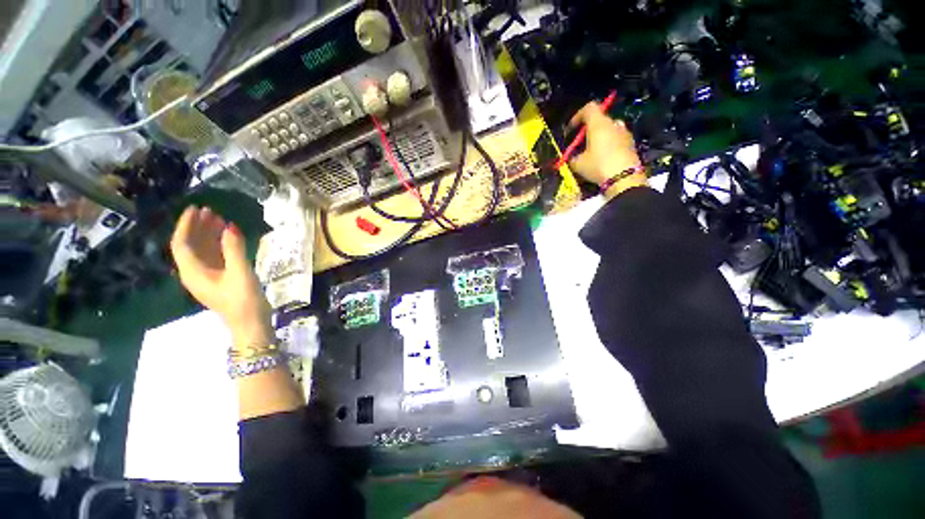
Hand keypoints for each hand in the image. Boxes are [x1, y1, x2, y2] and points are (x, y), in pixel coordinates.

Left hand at [170, 206, 270, 344]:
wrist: (250, 323)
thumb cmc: (243, 300)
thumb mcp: (240, 273)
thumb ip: (234, 249)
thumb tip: (229, 226)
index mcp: (193, 272)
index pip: (182, 243)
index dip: (186, 225)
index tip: (196, 209)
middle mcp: (195, 273)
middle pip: (190, 245)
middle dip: (198, 227)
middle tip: (211, 211)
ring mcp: (207, 277)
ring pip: (202, 251)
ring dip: (209, 234)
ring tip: (220, 219)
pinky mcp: (219, 279)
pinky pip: (213, 257)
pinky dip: (218, 245)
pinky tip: (228, 237)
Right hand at [568, 101, 646, 198]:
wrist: (624, 178)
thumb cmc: (598, 166)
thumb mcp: (578, 165)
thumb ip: (572, 158)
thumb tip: (571, 159)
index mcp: (599, 124)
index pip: (589, 108)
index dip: (577, 116)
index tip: (571, 129)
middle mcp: (613, 124)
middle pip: (599, 119)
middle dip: (588, 130)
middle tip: (580, 144)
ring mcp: (624, 133)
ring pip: (608, 129)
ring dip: (599, 137)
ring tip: (591, 152)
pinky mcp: (630, 143)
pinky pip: (616, 139)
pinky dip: (608, 145)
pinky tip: (602, 159)